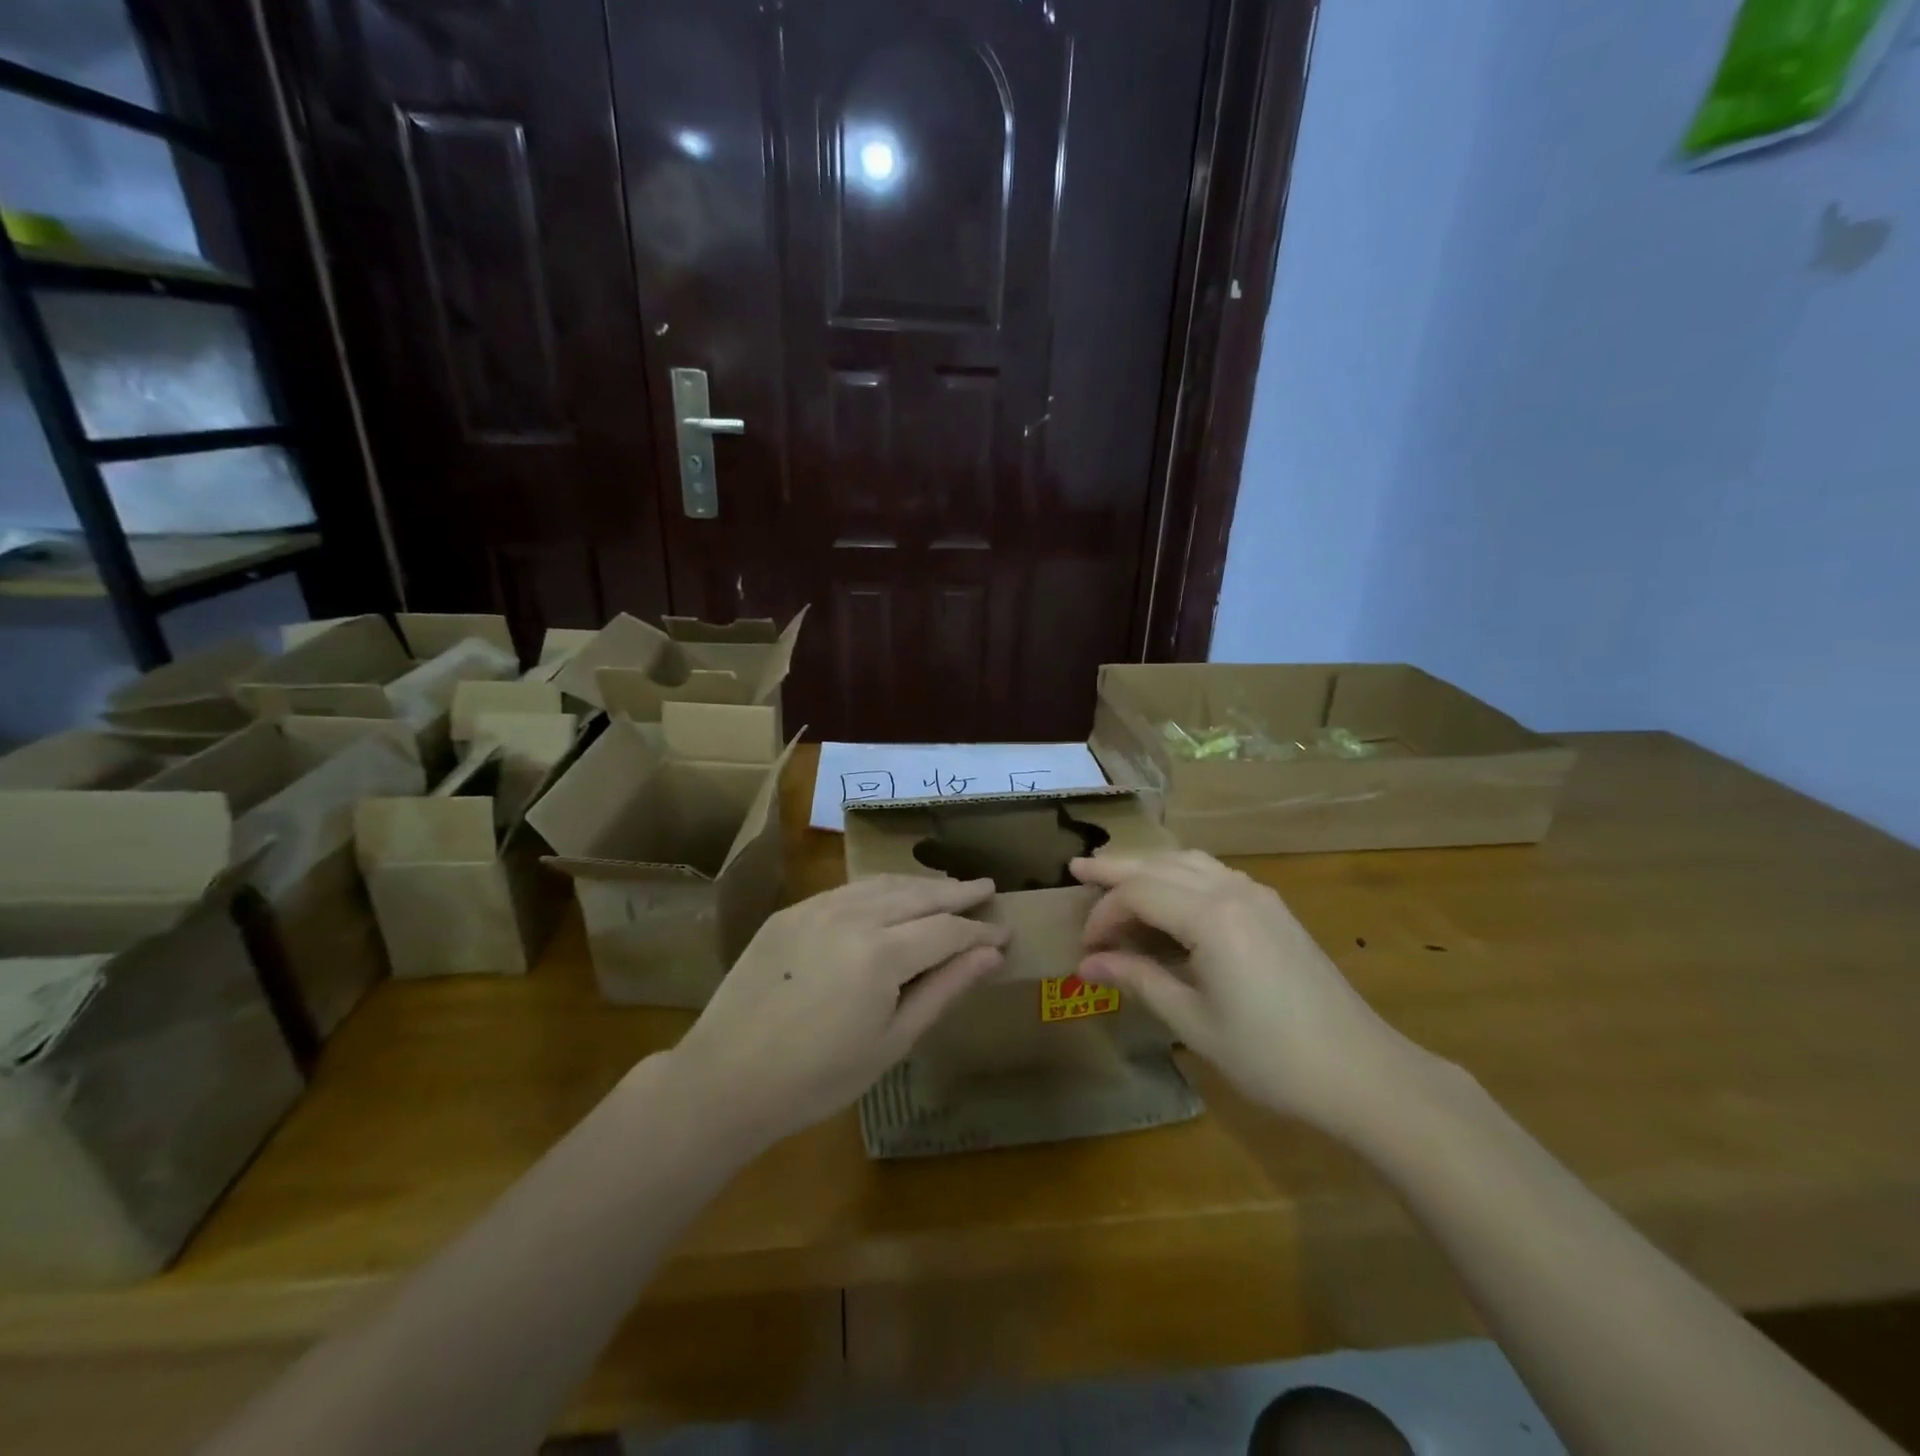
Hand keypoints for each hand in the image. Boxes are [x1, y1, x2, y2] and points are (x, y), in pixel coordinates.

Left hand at [669, 875, 1008, 1150]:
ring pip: (882, 884)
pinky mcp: (790, 912)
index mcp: (882, 954)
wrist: (726, 1078)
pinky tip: (890, 897)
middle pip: (918, 895)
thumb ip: (944, 990)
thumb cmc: (818, 1078)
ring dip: (919, 885)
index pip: (947, 930)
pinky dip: (879, 889)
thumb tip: (990, 954)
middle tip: (985, 888)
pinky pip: (847, 890)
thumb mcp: (892, 1042)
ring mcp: (817, 908)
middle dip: (955, 892)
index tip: (1004, 932)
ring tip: (945, 889)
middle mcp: (853, 916)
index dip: (979, 931)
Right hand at [1071, 851, 1425, 1136]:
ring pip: (1189, 861)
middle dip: (1116, 869)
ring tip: (1116, 875)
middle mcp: (1232, 890)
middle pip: (1160, 864)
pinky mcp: (1272, 908)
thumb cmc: (1270, 1055)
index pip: (1137, 894)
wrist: (1361, 1071)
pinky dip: (1180, 874)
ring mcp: (1257, 895)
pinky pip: (1214, 873)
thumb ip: (1138, 979)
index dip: (1103, 915)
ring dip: (1149, 866)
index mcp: (1210, 916)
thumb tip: (1088, 964)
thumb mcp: (1193, 1022)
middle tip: (1077, 868)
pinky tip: (1169, 895)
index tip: (1085, 949)